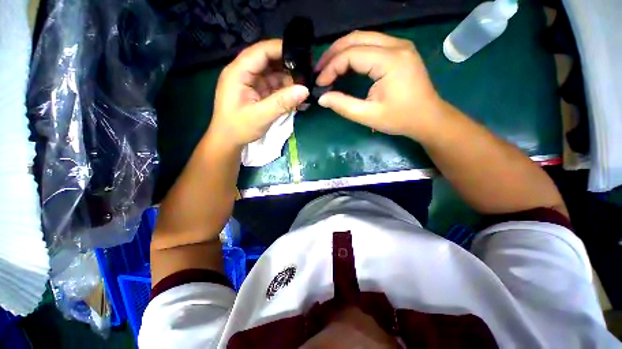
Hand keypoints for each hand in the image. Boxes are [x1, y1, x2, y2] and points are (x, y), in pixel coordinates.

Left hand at [210, 39, 309, 148]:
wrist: (229, 141)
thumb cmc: (239, 128)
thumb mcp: (261, 116)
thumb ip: (282, 102)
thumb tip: (305, 90)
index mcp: (238, 72)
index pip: (261, 51)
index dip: (281, 49)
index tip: (302, 54)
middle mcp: (244, 73)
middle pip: (268, 61)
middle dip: (287, 66)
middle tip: (307, 74)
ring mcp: (251, 83)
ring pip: (273, 74)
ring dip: (288, 80)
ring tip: (304, 88)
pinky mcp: (257, 92)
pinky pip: (274, 87)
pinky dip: (285, 91)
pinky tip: (296, 97)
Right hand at [315, 31, 444, 141]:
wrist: (427, 118)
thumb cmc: (400, 119)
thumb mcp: (368, 116)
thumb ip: (343, 105)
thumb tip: (322, 98)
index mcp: (390, 61)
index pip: (352, 54)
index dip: (331, 68)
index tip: (320, 84)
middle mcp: (396, 45)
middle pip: (356, 38)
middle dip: (333, 54)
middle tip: (319, 71)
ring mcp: (399, 45)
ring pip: (363, 37)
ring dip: (342, 51)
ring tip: (327, 68)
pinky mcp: (399, 51)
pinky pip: (371, 44)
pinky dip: (353, 53)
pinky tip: (344, 64)